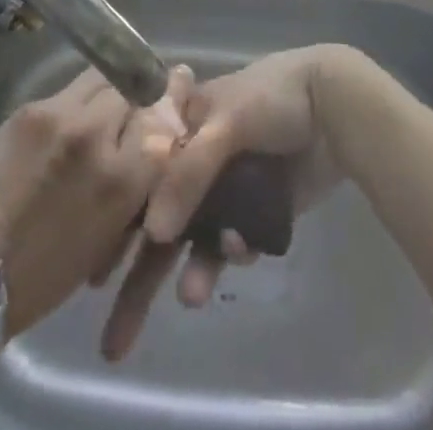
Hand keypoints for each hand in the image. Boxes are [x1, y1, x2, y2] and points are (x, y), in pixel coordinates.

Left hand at [0, 69, 186, 338]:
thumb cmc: (46, 273)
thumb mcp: (109, 234)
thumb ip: (138, 180)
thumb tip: (159, 136)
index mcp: (122, 178)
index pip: (164, 117)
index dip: (171, 106)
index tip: (175, 97)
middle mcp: (96, 134)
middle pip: (135, 87)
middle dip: (140, 94)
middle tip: (138, 104)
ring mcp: (59, 115)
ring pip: (102, 77)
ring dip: (110, 89)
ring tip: (104, 106)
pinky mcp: (29, 108)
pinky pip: (67, 91)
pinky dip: (76, 102)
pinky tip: (70, 120)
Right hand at [100, 46, 359, 360]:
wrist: (333, 106)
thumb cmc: (270, 98)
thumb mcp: (224, 124)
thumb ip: (188, 173)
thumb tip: (154, 232)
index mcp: (182, 123)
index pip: (141, 172)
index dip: (120, 217)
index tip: (98, 264)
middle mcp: (198, 156)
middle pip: (165, 214)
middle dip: (145, 269)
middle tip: (118, 333)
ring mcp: (228, 185)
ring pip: (200, 236)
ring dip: (195, 267)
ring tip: (192, 296)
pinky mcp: (257, 209)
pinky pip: (235, 241)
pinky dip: (234, 251)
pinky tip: (242, 248)